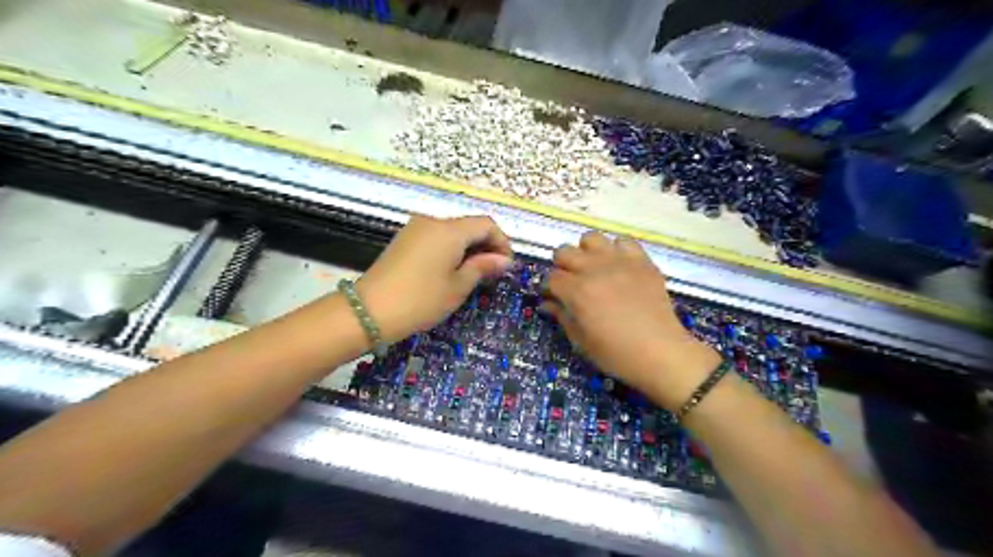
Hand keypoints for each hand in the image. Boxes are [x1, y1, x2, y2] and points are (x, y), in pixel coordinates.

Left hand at [358, 214, 510, 340]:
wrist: (369, 311)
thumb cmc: (420, 300)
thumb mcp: (457, 287)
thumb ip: (482, 267)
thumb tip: (504, 260)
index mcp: (450, 230)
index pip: (486, 224)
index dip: (502, 242)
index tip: (506, 266)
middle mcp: (432, 221)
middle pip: (468, 225)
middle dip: (485, 245)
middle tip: (492, 273)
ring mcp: (415, 229)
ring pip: (452, 232)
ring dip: (468, 248)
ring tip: (473, 274)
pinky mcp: (404, 240)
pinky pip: (435, 238)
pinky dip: (450, 250)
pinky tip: (450, 271)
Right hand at [542, 233, 723, 411]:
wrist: (661, 353)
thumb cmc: (616, 354)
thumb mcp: (581, 341)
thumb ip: (562, 317)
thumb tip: (547, 304)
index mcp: (577, 291)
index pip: (551, 277)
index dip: (549, 288)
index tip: (554, 298)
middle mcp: (594, 269)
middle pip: (564, 252)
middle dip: (562, 267)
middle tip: (570, 283)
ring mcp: (620, 261)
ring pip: (591, 238)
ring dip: (586, 252)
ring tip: (593, 269)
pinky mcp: (642, 261)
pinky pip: (624, 241)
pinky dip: (616, 250)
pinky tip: (618, 266)